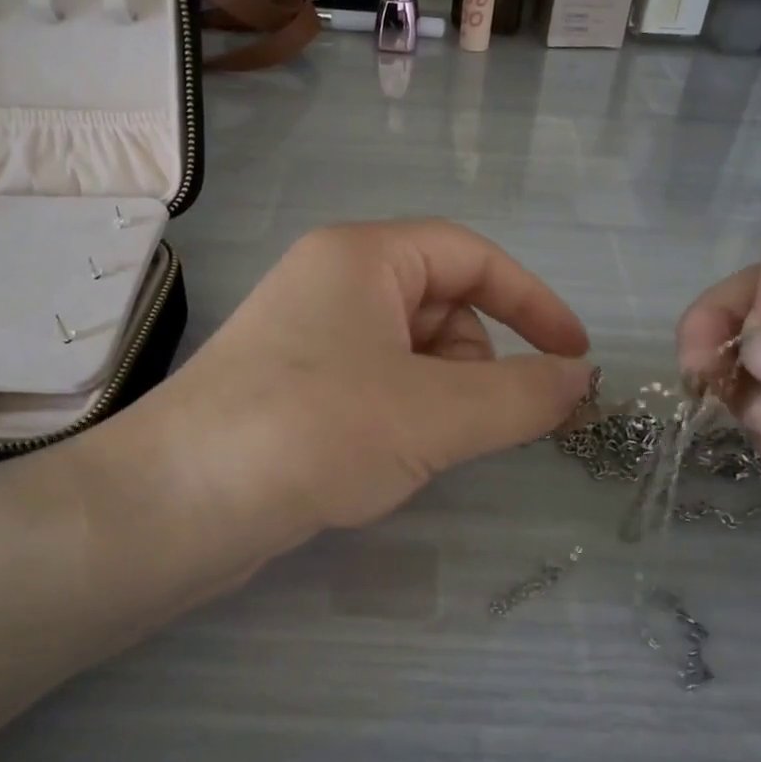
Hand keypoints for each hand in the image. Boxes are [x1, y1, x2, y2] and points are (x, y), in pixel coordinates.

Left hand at [100, 219, 593, 576]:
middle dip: (471, 365)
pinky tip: (376, 460)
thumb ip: (523, 395)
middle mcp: (330, 282)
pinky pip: (374, 386)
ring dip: (435, 399)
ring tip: (408, 448)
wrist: (177, 505)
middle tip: (459, 423)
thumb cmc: (314, 430)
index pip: (471, 256)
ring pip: (409, 354)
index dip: (532, 302)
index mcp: (361, 256)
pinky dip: (398, 417)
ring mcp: (306, 335)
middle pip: (441, 305)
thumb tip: (583, 380)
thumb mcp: (435, 413)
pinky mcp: (290, 386)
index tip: (574, 357)